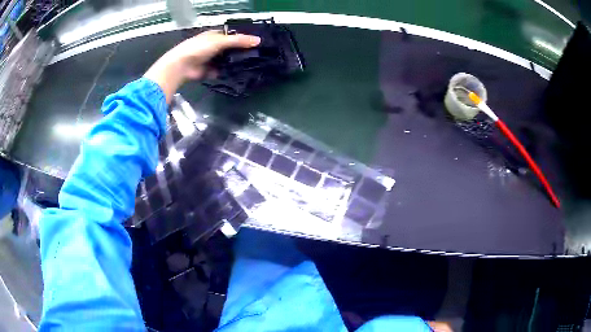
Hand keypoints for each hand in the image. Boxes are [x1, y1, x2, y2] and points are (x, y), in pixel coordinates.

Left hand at [144, 30, 260, 102]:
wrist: (182, 66)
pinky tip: (238, 74)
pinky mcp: (209, 71)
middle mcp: (214, 46)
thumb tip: (258, 40)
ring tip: (251, 66)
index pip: (233, 36)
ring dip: (235, 63)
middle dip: (240, 52)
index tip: (256, 44)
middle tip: (256, 56)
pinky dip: (227, 72)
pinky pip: (221, 71)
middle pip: (231, 49)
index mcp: (215, 35)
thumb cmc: (199, 48)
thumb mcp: (221, 41)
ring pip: (227, 60)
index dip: (243, 39)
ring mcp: (211, 59)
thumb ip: (239, 41)